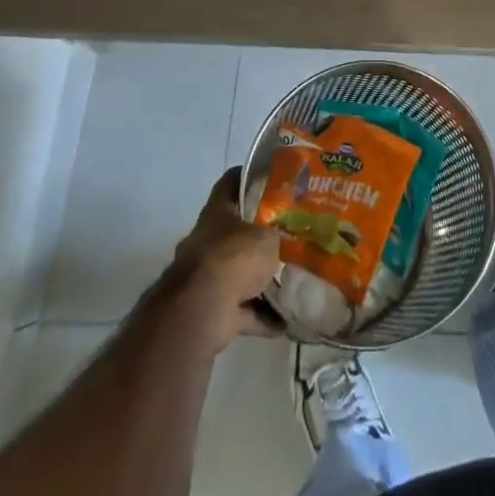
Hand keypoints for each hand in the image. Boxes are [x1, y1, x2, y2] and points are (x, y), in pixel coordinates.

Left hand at [166, 168, 282, 351]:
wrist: (201, 311)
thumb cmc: (234, 258)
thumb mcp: (267, 235)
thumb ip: (277, 233)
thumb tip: (287, 236)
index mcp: (217, 213)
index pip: (230, 182)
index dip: (249, 176)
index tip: (272, 176)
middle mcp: (208, 242)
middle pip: (235, 231)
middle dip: (260, 234)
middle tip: (290, 231)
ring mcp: (206, 278)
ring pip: (239, 273)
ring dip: (261, 279)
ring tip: (293, 277)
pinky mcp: (212, 311)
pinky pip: (242, 310)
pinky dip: (262, 316)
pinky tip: (287, 319)